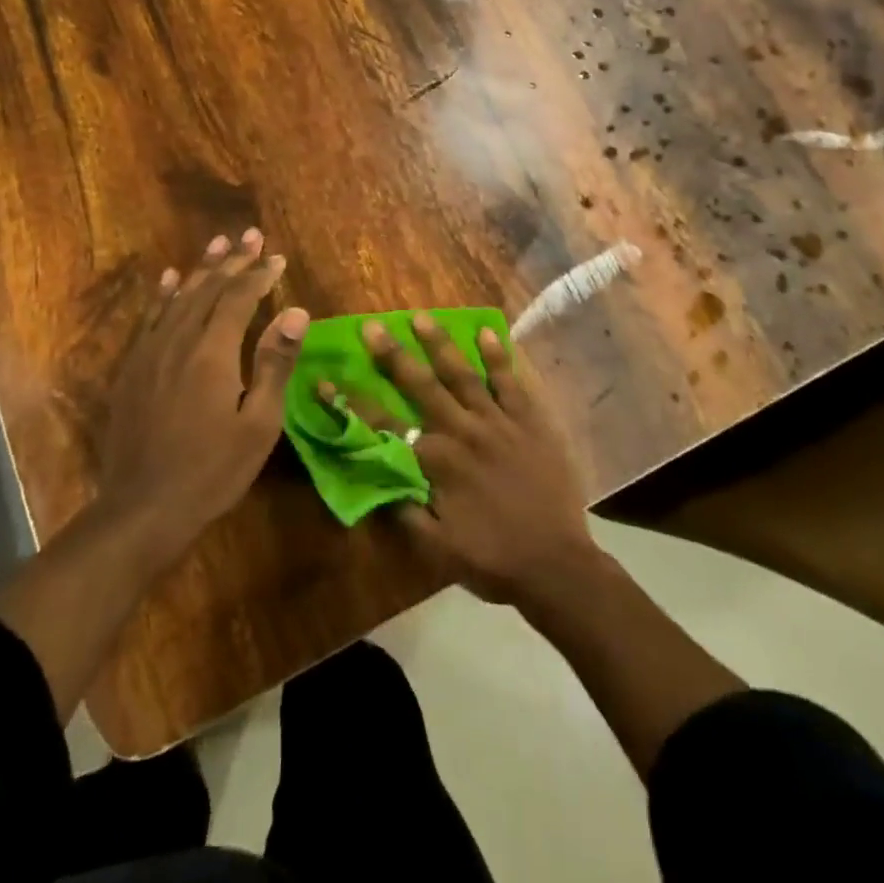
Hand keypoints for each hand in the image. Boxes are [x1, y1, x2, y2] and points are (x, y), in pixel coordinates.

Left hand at [98, 230, 308, 548]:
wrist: (142, 509)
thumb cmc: (212, 470)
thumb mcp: (258, 424)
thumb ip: (274, 364)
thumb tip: (296, 312)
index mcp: (213, 353)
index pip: (239, 299)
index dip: (259, 275)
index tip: (277, 257)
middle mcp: (178, 341)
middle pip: (208, 289)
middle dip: (233, 261)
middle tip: (251, 236)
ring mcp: (149, 353)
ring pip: (178, 297)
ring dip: (201, 269)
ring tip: (218, 244)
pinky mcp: (131, 369)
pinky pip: (149, 318)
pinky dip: (163, 294)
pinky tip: (170, 279)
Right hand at [359, 314, 594, 605]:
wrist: (557, 565)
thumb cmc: (492, 558)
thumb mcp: (436, 548)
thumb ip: (402, 510)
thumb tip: (370, 477)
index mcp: (436, 462)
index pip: (383, 426)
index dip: (352, 404)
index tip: (326, 380)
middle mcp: (463, 432)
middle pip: (421, 387)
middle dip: (393, 355)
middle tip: (372, 326)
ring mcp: (498, 422)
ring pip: (463, 374)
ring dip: (440, 344)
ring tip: (421, 317)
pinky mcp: (530, 420)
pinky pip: (511, 382)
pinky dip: (498, 357)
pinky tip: (486, 332)